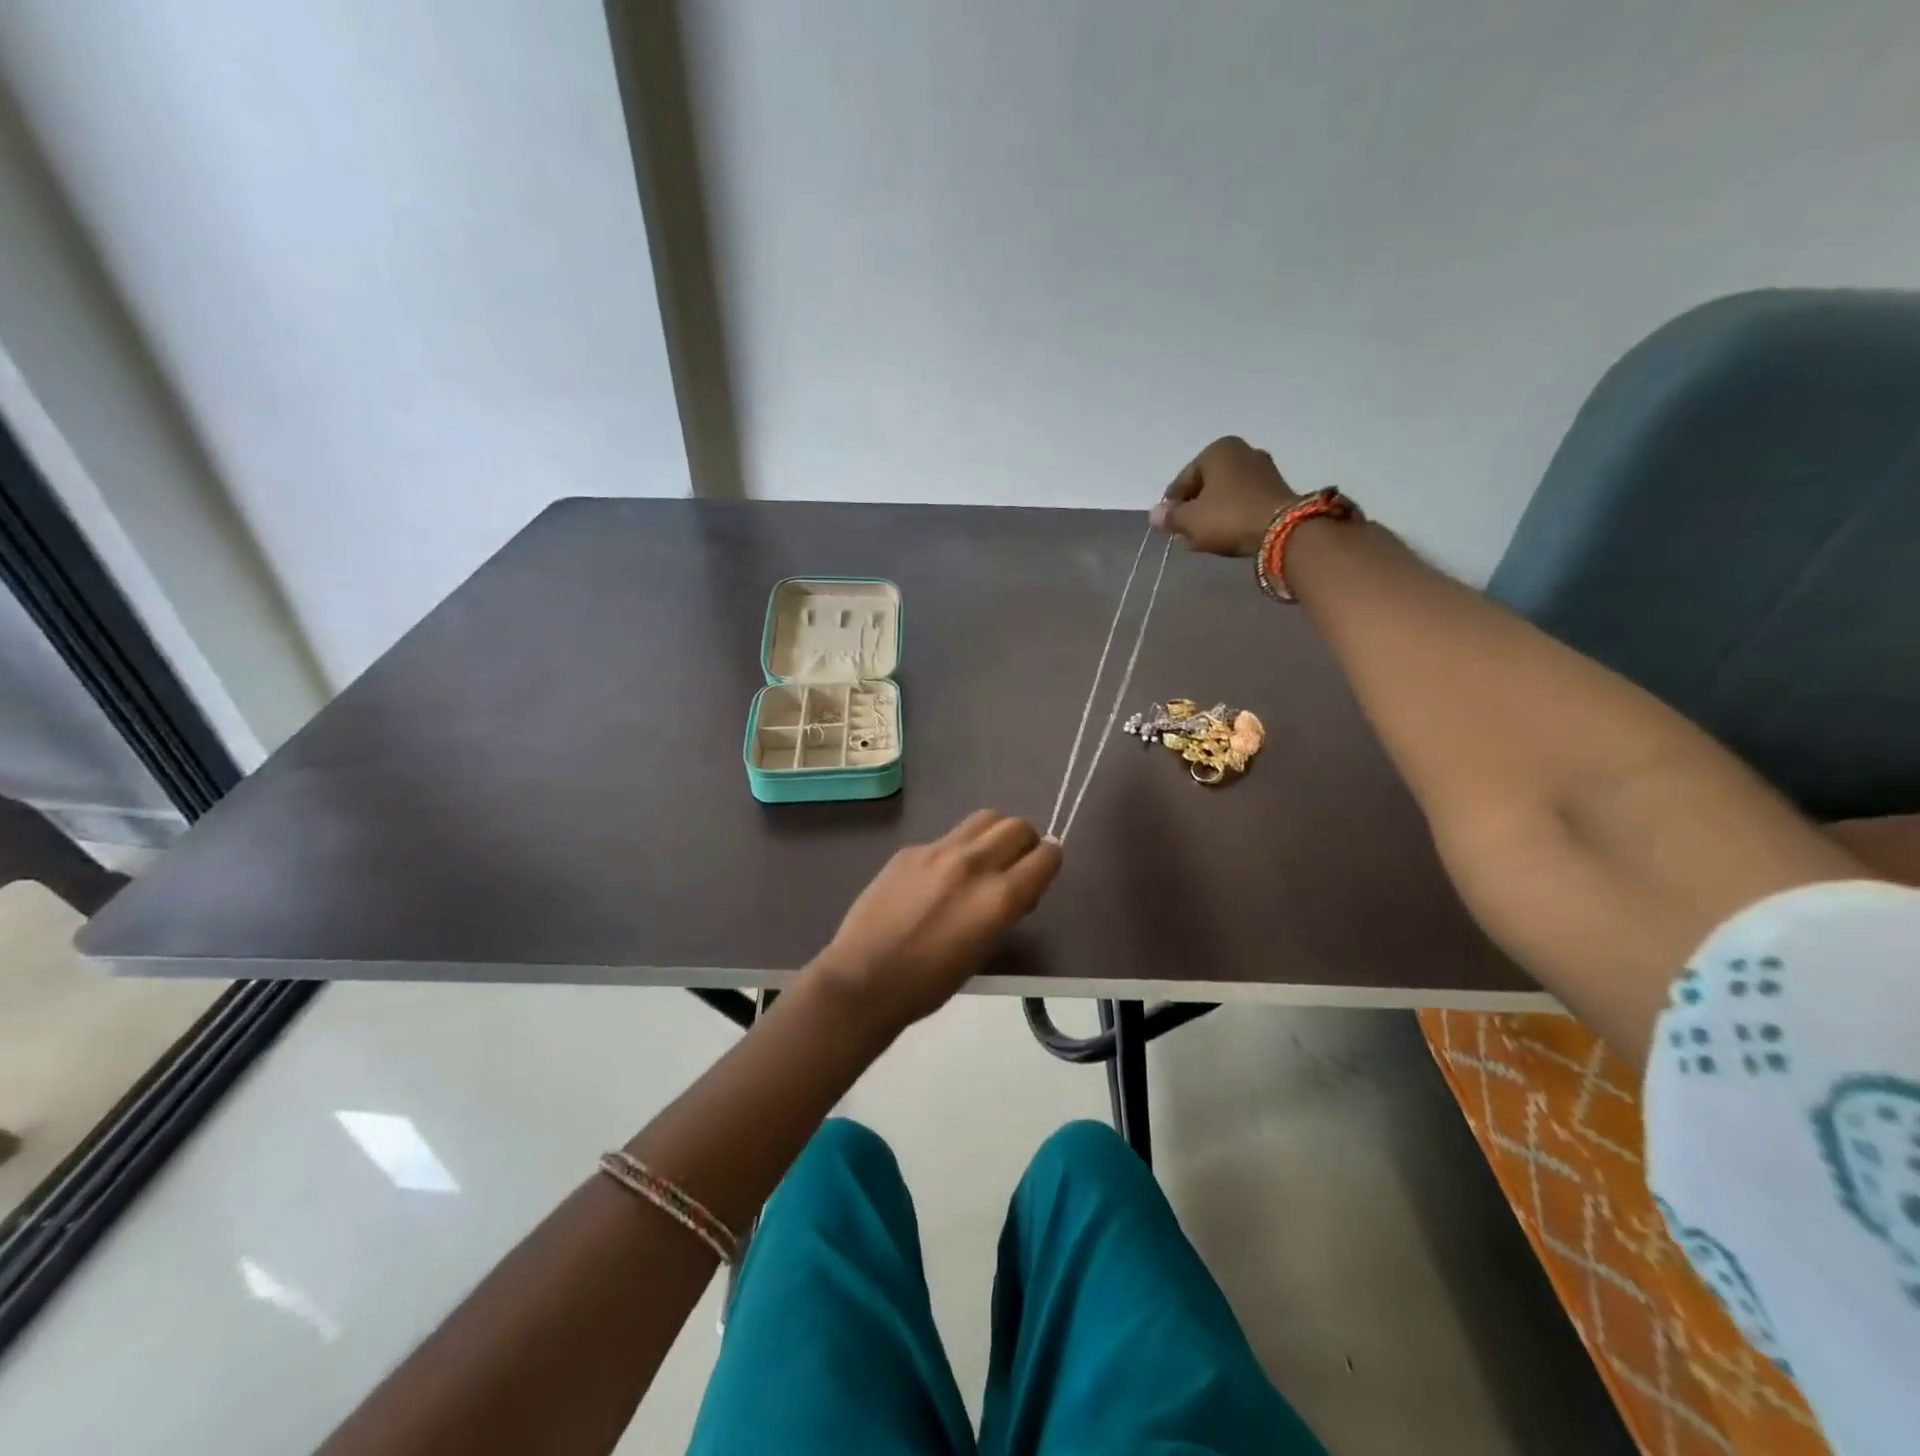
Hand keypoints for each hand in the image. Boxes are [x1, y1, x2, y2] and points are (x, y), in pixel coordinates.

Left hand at [804, 811, 1062, 1038]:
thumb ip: (1007, 909)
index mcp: (999, 897)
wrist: (863, 980)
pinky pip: (947, 838)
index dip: (1050, 862)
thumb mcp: (985, 949)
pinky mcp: (910, 850)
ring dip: (995, 835)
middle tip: (1014, 866)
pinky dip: (956, 850)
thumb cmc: (929, 983)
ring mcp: (938, 851)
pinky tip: (938, 879)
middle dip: (1026, 842)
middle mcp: (973, 864)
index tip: (1041, 873)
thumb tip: (1018, 888)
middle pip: (1018, 826)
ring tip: (983, 861)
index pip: (1047, 855)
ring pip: (984, 818)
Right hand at [1150, 436, 1297, 556]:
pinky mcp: (1276, 488)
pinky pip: (1243, 501)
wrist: (1282, 531)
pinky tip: (1225, 534)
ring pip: (1224, 494)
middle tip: (1185, 532)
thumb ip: (1170, 517)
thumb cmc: (1228, 517)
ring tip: (1203, 537)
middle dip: (1194, 508)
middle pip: (1205, 485)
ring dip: (1212, 513)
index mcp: (1217, 450)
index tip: (1169, 526)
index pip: (1183, 480)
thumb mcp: (1190, 520)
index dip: (1172, 505)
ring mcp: (1263, 468)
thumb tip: (1155, 514)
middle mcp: (1242, 451)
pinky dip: (1231, 515)